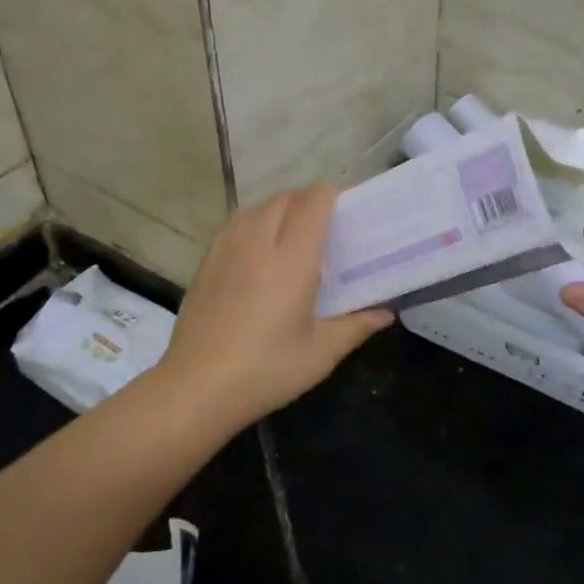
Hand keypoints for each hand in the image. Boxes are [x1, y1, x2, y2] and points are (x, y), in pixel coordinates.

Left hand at [159, 183, 391, 429]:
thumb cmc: (266, 370)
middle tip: (322, 225)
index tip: (344, 208)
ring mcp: (228, 248)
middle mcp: (259, 242)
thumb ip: (356, 326)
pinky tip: (257, 251)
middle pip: (285, 198)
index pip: (313, 202)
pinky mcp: (206, 261)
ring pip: (257, 207)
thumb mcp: (320, 354)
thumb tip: (386, 313)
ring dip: (278, 209)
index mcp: (293, 259)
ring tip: (290, 234)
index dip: (330, 195)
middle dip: (306, 200)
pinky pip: (235, 224)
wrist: (196, 387)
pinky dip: (253, 223)